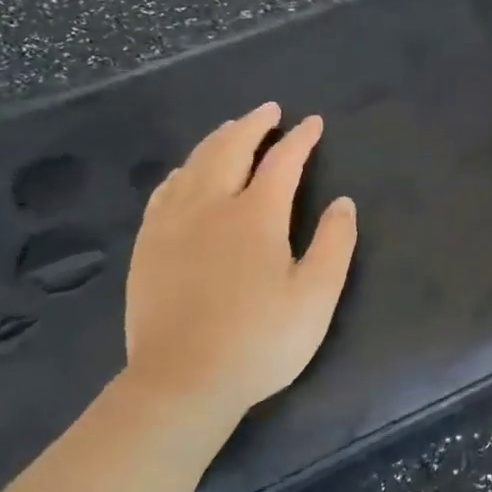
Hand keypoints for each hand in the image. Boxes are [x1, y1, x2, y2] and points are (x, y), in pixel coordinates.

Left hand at [123, 103, 356, 428]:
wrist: (183, 381)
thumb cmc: (260, 341)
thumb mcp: (315, 297)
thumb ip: (333, 244)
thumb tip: (343, 202)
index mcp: (256, 216)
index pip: (282, 162)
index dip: (300, 139)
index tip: (312, 122)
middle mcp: (211, 206)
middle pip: (230, 149)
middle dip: (253, 124)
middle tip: (269, 110)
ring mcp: (172, 224)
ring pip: (194, 164)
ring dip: (217, 140)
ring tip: (232, 129)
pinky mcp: (148, 245)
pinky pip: (165, 190)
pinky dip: (183, 170)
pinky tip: (186, 173)